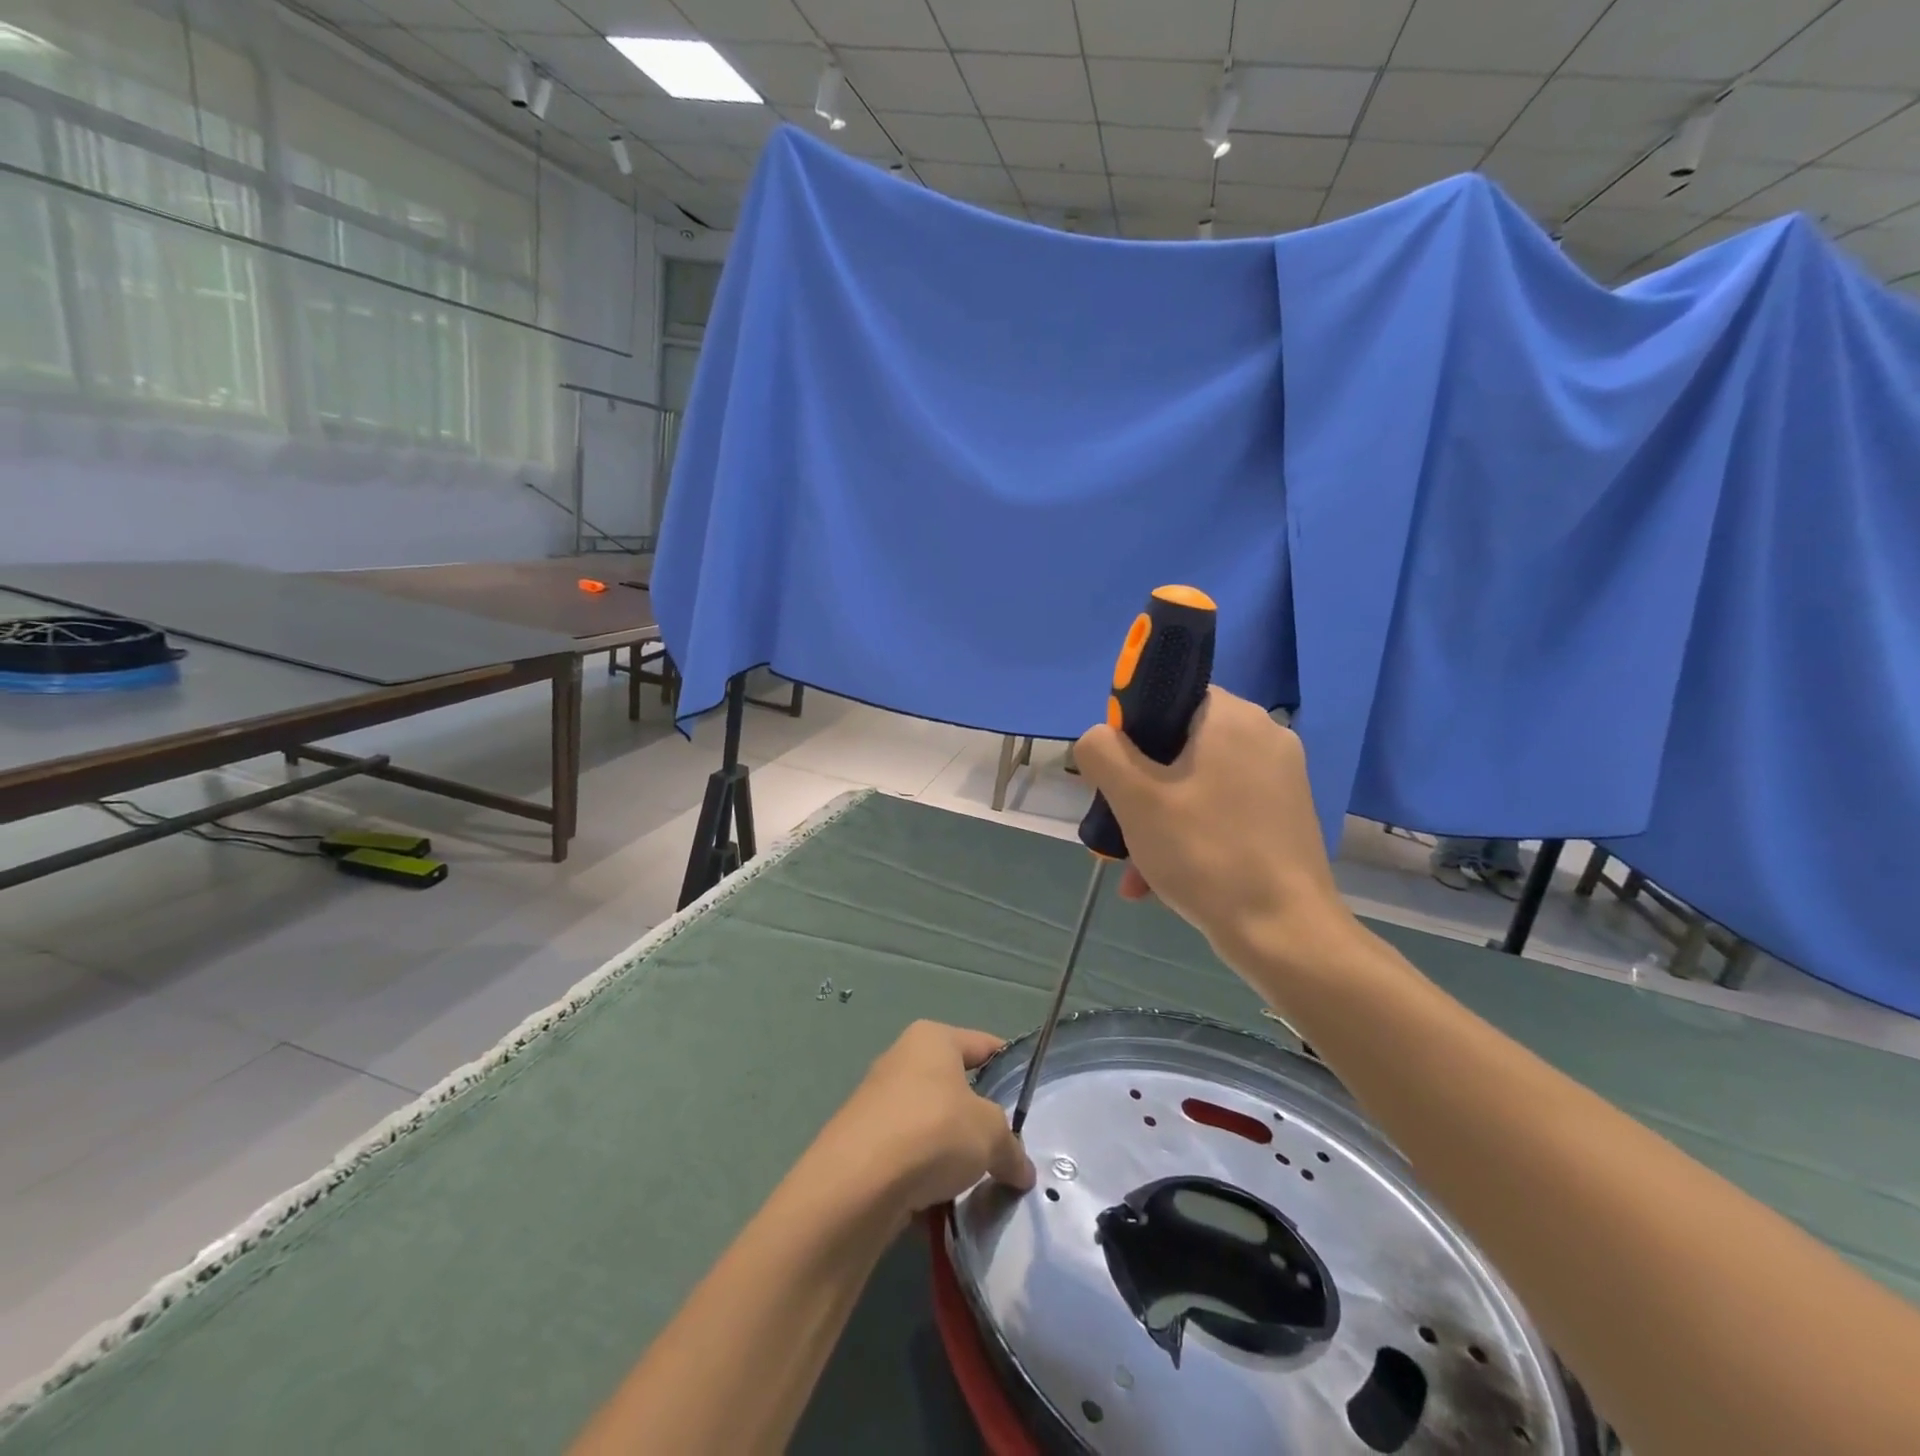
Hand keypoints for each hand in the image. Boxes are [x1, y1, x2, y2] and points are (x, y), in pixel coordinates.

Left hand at [810, 1022, 1034, 1225]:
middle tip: (1005, 1150)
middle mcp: (902, 1059)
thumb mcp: (990, 1135)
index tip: (1030, 1102)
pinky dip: (925, 1176)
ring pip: (931, 1125)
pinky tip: (942, 1203)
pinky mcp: (863, 1142)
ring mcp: (878, 1101)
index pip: (983, 1045)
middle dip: (979, 1120)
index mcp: (932, 1038)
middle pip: (955, 1088)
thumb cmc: (933, 1131)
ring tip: (975, 1184)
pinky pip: (909, 1156)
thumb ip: (1011, 1148)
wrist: (857, 1184)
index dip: (1009, 1068)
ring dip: (951, 1153)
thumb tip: (1022, 1169)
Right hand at [1073, 688, 1360, 974]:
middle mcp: (1265, 736)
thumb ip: (1102, 752)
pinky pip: (1221, 812)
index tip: (1116, 776)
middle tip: (1118, 828)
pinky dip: (1189, 835)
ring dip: (1157, 820)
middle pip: (1179, 746)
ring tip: (1133, 868)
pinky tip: (1158, 881)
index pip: (1168, 697)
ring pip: (1196, 785)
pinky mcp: (1284, 816)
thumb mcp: (1134, 799)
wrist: (1284, 934)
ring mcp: (1280, 779)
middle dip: (1139, 789)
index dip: (1131, 733)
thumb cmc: (1205, 853)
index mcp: (1233, 717)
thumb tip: (1097, 739)